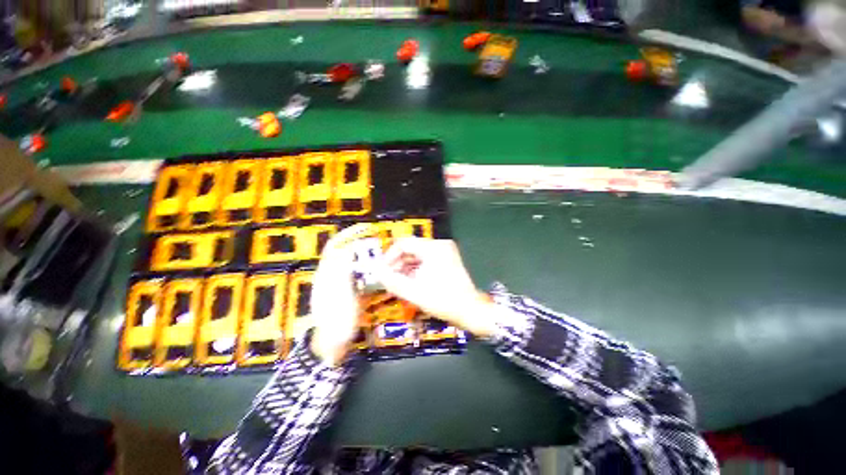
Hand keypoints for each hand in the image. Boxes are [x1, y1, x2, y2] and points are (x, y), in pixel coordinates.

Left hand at [310, 224, 372, 365]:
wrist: (334, 344)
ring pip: (355, 264)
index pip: (335, 246)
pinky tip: (380, 272)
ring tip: (382, 253)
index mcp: (326, 273)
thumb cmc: (335, 320)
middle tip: (378, 239)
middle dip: (361, 243)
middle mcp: (333, 275)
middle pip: (346, 252)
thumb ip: (342, 271)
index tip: (365, 228)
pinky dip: (370, 271)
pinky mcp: (351, 292)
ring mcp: (343, 285)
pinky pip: (361, 276)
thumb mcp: (338, 294)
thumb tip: (347, 249)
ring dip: (367, 256)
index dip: (348, 234)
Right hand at [376, 238, 499, 337]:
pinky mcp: (447, 259)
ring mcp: (445, 251)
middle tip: (389, 279)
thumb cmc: (443, 300)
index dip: (389, 256)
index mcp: (433, 248)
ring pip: (417, 255)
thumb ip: (392, 281)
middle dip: (397, 263)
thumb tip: (376, 271)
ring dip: (405, 267)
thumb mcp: (414, 292)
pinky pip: (426, 260)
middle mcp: (440, 245)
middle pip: (411, 248)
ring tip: (398, 283)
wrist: (470, 310)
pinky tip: (410, 282)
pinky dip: (416, 269)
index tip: (382, 270)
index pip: (403, 243)